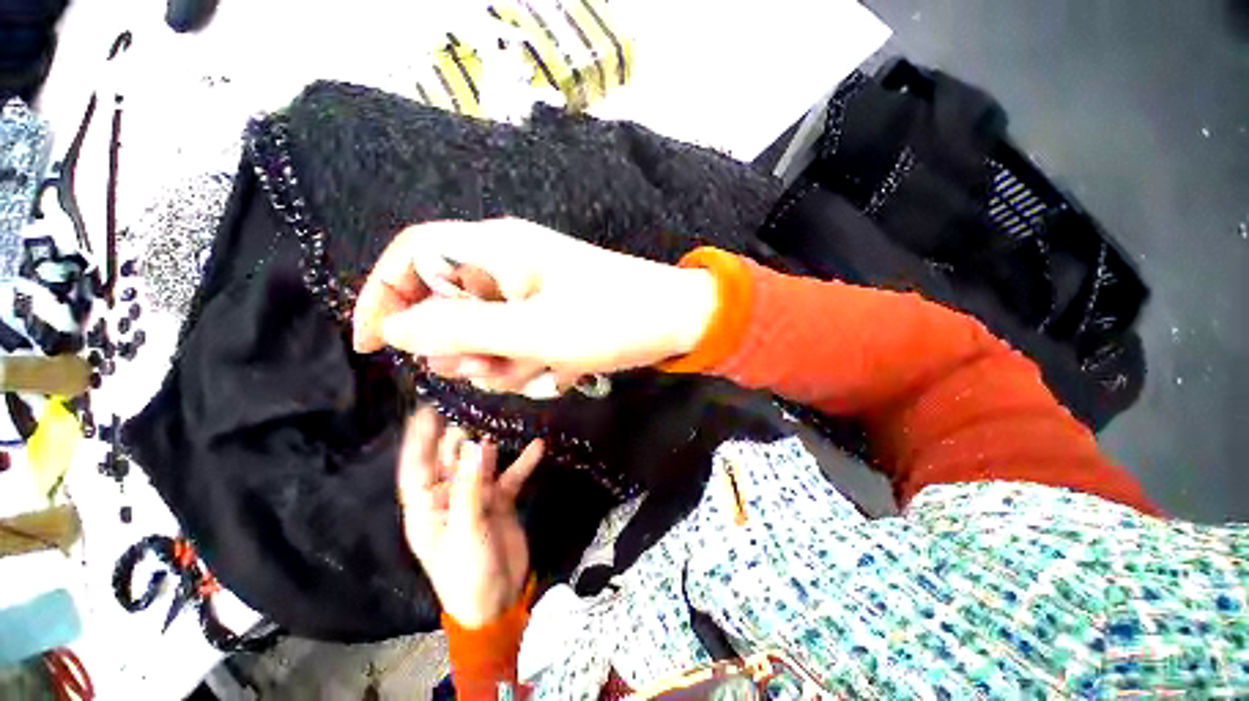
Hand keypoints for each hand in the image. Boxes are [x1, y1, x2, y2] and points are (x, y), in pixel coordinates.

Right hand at [352, 219, 716, 392]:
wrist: (675, 321)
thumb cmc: (613, 320)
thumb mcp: (533, 332)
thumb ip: (460, 329)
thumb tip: (395, 327)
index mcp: (498, 248)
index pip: (413, 256)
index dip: (382, 294)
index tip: (373, 345)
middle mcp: (509, 264)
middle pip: (449, 304)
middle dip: (464, 346)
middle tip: (495, 368)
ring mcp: (533, 291)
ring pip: (486, 332)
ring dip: (502, 362)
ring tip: (541, 369)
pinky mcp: (553, 314)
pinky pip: (519, 342)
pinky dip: (530, 363)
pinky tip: (562, 370)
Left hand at [397, 407, 542, 627]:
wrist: (499, 599)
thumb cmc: (467, 572)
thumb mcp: (465, 529)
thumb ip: (471, 485)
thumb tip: (475, 444)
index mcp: (427, 508)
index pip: (417, 469)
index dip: (419, 441)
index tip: (426, 412)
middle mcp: (449, 497)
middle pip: (452, 461)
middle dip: (461, 438)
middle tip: (473, 410)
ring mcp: (476, 497)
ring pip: (482, 464)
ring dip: (491, 447)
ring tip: (500, 422)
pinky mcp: (500, 500)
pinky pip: (510, 476)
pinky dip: (522, 463)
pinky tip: (537, 447)